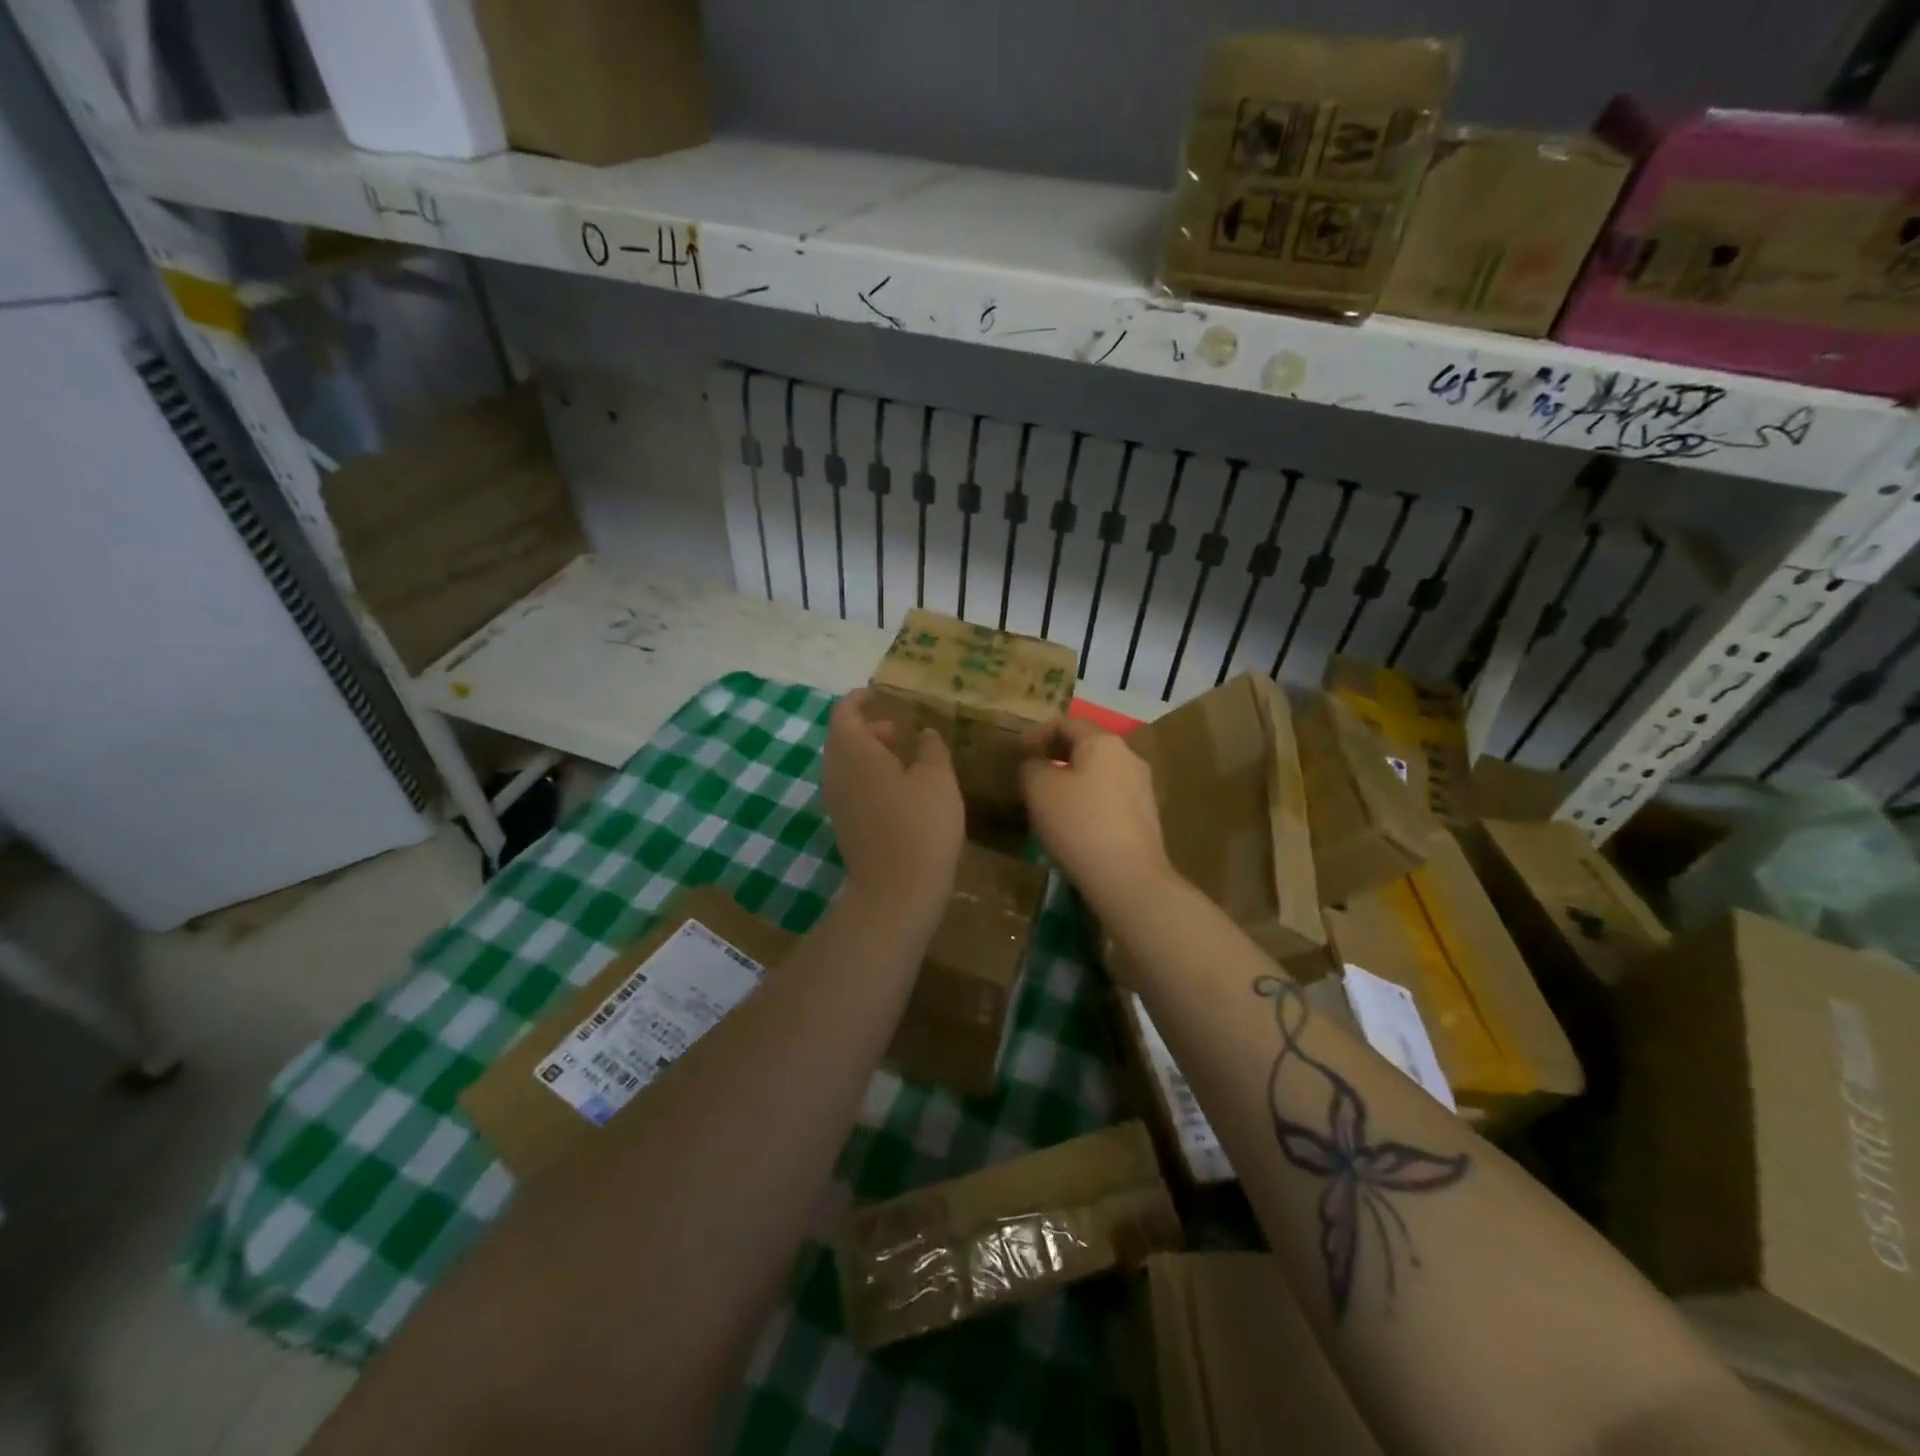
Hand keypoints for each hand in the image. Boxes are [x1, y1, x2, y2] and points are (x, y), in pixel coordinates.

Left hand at [821, 691, 963, 924]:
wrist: (897, 891)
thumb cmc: (920, 824)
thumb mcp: (938, 778)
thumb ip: (931, 747)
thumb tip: (923, 733)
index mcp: (853, 751)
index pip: (845, 712)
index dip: (860, 699)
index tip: (880, 694)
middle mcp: (835, 772)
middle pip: (843, 738)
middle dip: (869, 728)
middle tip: (900, 728)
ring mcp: (836, 802)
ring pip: (846, 765)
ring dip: (870, 755)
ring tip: (906, 758)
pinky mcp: (844, 825)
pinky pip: (852, 788)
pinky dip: (870, 778)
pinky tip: (901, 791)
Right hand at [1019, 719, 1175, 915]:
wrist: (1128, 878)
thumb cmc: (1078, 824)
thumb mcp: (1039, 789)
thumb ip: (1031, 767)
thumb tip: (1036, 764)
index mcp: (1103, 742)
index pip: (1065, 723)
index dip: (1036, 735)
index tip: (1017, 756)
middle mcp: (1129, 756)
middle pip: (1086, 746)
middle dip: (1055, 758)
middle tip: (1030, 777)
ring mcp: (1142, 787)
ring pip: (1098, 773)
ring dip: (1072, 781)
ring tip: (1050, 803)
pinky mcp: (1146, 816)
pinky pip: (1110, 797)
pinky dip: (1088, 802)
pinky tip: (1075, 825)